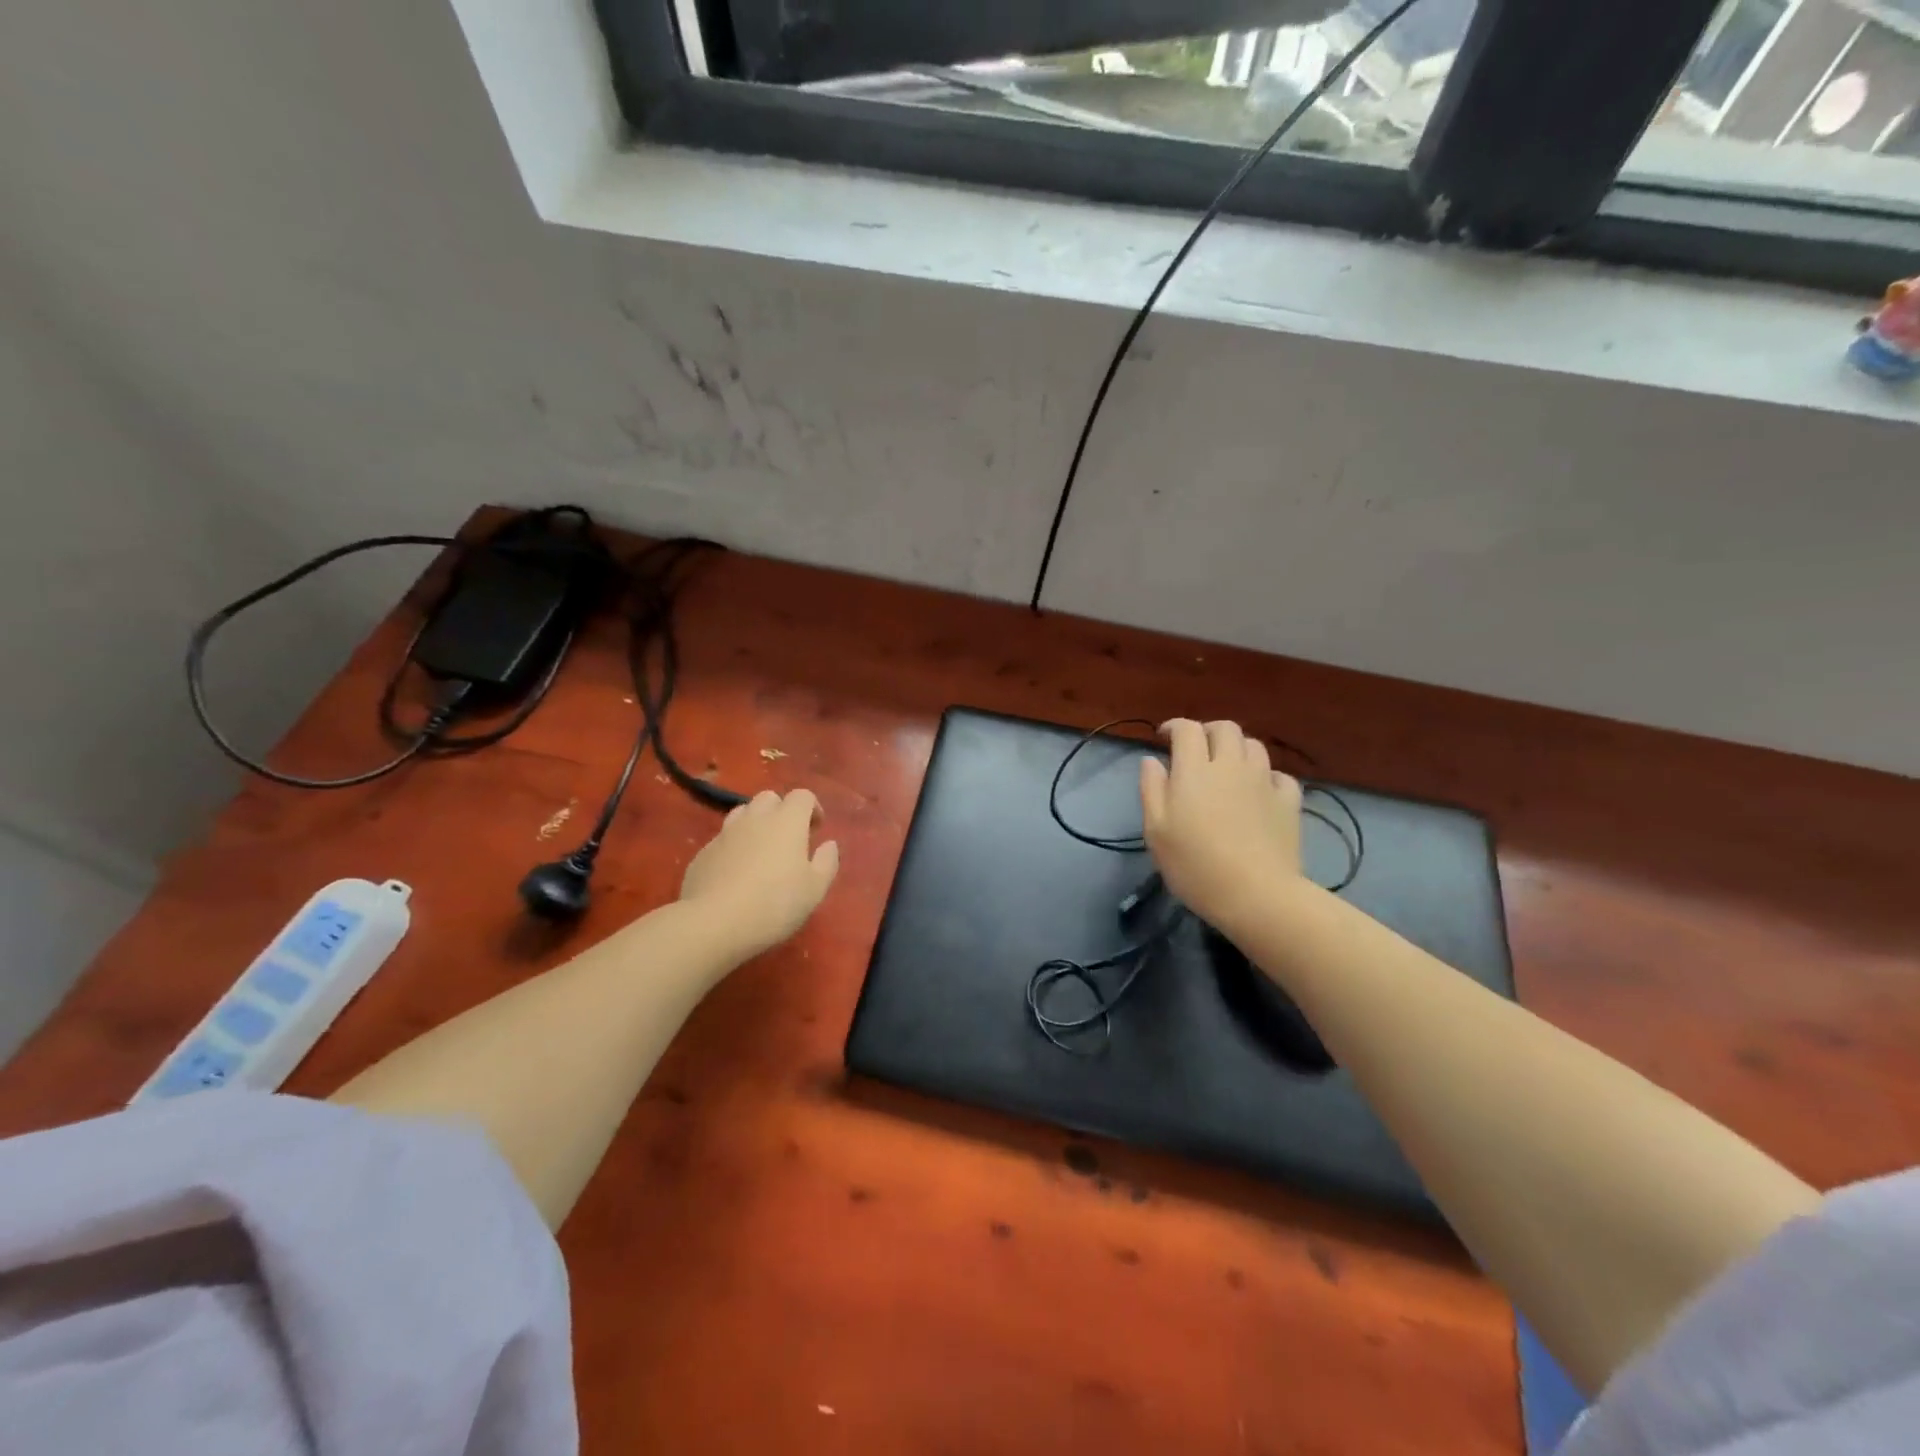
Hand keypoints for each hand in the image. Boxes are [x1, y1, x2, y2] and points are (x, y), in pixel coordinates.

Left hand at [679, 789, 839, 957]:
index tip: (816, 830)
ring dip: (755, 824)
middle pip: (769, 798)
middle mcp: (755, 818)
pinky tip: (736, 874)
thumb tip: (829, 844)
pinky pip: (723, 839)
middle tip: (789, 839)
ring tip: (761, 852)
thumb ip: (827, 862)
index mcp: (787, 821)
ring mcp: (725, 833)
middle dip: (782, 811)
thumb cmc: (775, 904)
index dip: (812, 808)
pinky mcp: (703, 853)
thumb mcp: (815, 889)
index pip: (802, 796)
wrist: (713, 923)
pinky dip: (734, 847)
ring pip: (742, 813)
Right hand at [1140, 719, 1301, 934]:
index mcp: (1195, 770)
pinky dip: (1266, 776)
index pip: (1187, 729)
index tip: (1164, 737)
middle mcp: (1231, 766)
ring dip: (1237, 749)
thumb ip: (1151, 789)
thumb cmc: (1195, 865)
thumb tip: (1151, 761)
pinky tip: (1259, 791)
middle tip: (1197, 748)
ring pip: (1254, 746)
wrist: (1256, 895)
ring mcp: (1264, 782)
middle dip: (1208, 731)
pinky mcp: (1289, 802)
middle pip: (1225, 729)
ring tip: (1227, 767)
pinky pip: (1279, 776)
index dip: (1174, 726)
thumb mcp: (1156, 831)